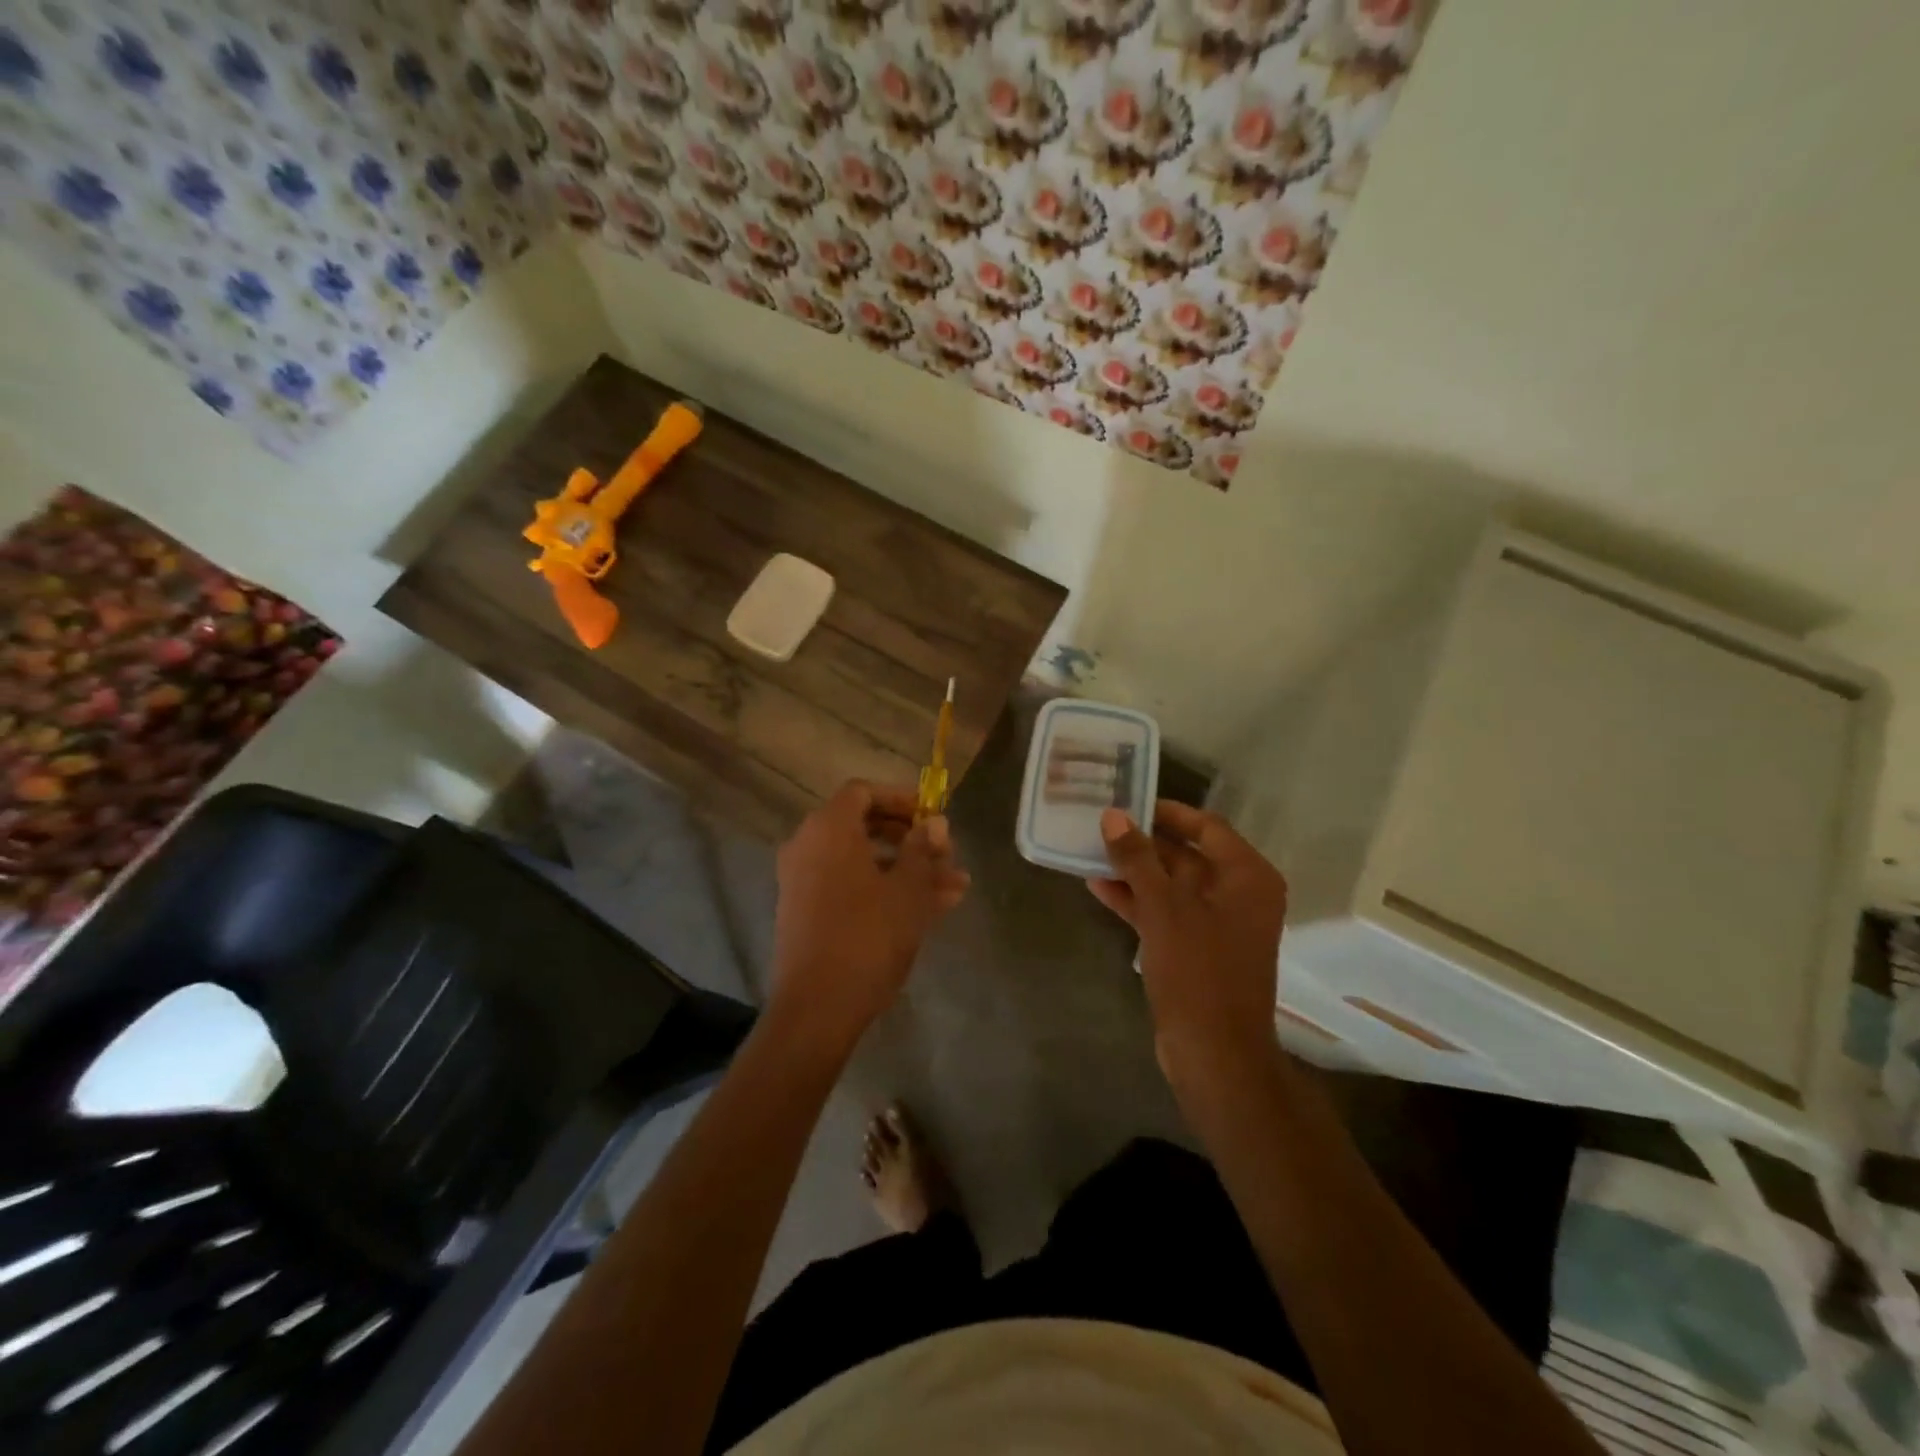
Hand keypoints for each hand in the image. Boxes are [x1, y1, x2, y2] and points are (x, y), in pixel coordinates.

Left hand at [770, 781, 968, 1051]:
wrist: (817, 1007)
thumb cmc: (867, 936)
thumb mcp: (907, 890)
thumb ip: (922, 850)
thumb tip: (935, 822)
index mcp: (829, 829)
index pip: (863, 792)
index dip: (901, 799)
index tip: (933, 815)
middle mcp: (809, 846)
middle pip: (864, 826)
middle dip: (911, 838)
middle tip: (947, 854)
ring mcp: (805, 881)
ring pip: (863, 861)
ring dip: (907, 868)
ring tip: (954, 887)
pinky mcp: (808, 912)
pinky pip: (851, 886)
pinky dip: (885, 889)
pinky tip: (931, 908)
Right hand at [1088, 801, 1287, 1089]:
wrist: (1215, 1053)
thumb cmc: (1198, 970)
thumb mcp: (1164, 907)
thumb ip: (1138, 859)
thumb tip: (1114, 816)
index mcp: (1246, 877)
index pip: (1206, 827)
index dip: (1167, 813)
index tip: (1129, 802)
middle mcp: (1238, 895)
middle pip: (1187, 855)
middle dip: (1144, 843)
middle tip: (1101, 825)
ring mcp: (1218, 925)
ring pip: (1172, 885)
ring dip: (1135, 872)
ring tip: (1091, 852)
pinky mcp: (1197, 950)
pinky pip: (1165, 913)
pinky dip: (1137, 901)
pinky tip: (1099, 887)